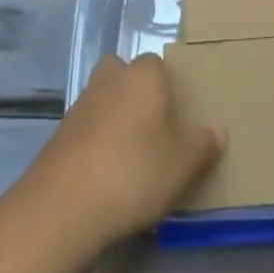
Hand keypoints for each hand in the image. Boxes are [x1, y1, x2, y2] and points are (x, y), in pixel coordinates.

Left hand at [26, 53, 222, 245]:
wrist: (63, 208)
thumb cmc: (134, 172)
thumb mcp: (183, 163)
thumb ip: (203, 144)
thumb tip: (217, 131)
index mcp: (142, 76)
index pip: (157, 63)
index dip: (167, 84)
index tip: (178, 112)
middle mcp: (109, 82)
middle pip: (121, 72)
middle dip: (132, 90)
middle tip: (151, 124)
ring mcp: (78, 109)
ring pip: (101, 102)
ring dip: (112, 119)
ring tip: (131, 157)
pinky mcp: (56, 140)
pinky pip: (84, 133)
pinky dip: (93, 146)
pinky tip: (105, 177)